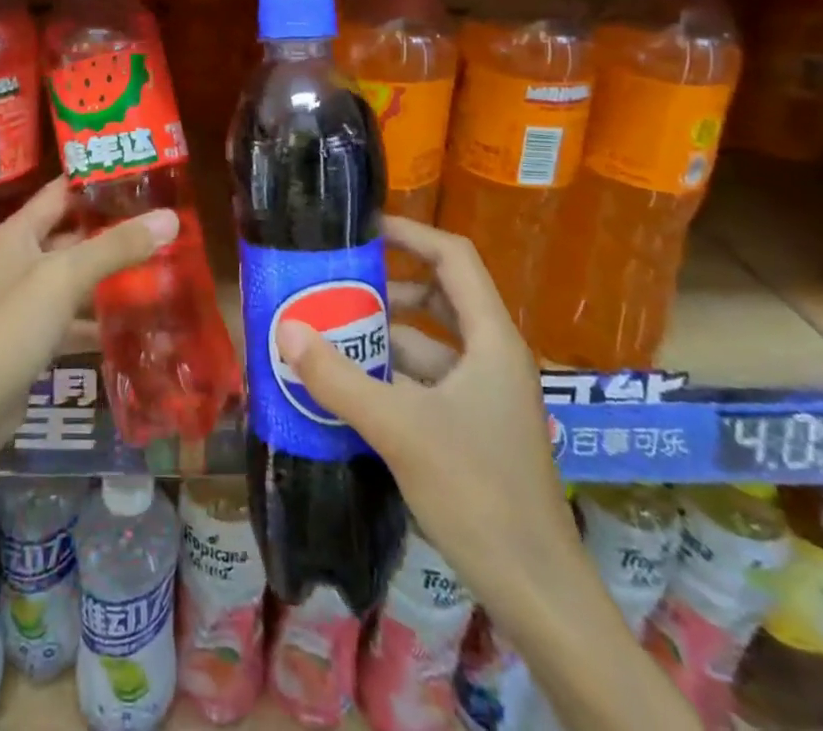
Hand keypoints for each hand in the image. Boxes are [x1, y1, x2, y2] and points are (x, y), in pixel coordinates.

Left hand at [0, 175, 176, 463]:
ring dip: (112, 273)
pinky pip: (74, 315)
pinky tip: (138, 318)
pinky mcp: (34, 336)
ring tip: (161, 263)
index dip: (98, 179)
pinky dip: (101, 316)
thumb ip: (116, 247)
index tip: (143, 173)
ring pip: (76, 276)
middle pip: (72, 233)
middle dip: (114, 228)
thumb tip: (171, 218)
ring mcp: (26, 300)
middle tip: (163, 220)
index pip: (62, 191)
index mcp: (18, 232)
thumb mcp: (65, 278)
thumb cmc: (11, 327)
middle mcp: (20, 259)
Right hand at [274, 216, 578, 610]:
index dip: (411, 233)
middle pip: (437, 298)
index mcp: (490, 340)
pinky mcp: (472, 429)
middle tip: (334, 284)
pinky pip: (424, 383)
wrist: (536, 593)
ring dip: (381, 337)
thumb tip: (286, 329)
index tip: (363, 229)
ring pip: (427, 345)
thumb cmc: (478, 492)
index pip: (454, 258)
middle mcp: (490, 357)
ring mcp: (483, 396)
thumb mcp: (399, 428)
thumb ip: (339, 378)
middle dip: (385, 289)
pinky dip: (388, 377)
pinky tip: (346, 388)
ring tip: (327, 334)